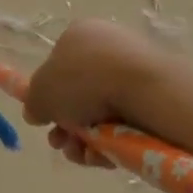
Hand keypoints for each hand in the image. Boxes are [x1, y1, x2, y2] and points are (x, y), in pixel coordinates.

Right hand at [25, 19, 174, 165]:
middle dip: (68, 125)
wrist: (147, 92)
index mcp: (79, 35)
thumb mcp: (40, 94)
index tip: (47, 120)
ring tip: (83, 155)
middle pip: (80, 94)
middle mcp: (108, 47)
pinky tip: (106, 157)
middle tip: (61, 143)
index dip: (49, 97)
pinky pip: (129, 122)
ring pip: (104, 112)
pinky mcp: (160, 97)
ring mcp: (136, 71)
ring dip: (87, 139)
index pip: (57, 66)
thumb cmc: (84, 82)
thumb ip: (33, 103)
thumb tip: (36, 112)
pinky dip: (114, 141)